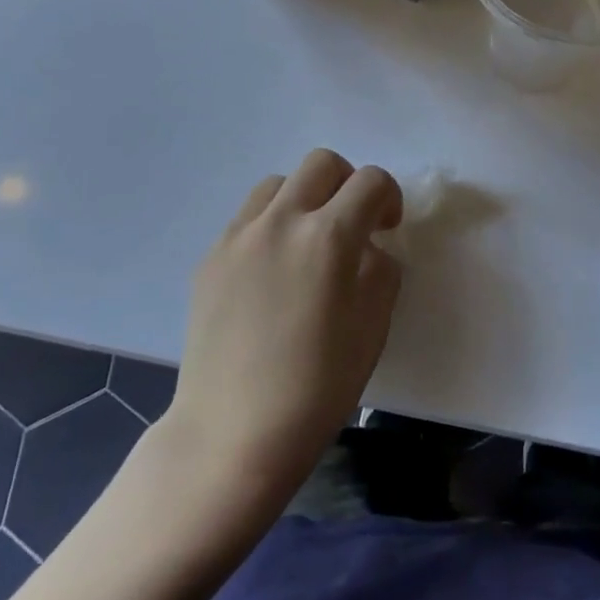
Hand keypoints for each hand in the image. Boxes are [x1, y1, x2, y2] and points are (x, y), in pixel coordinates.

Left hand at [166, 149, 402, 497]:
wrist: (231, 436)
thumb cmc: (316, 389)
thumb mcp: (373, 328)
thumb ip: (381, 270)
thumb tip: (368, 249)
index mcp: (328, 237)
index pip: (370, 181)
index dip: (388, 197)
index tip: (387, 227)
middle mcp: (281, 221)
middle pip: (322, 163)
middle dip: (347, 183)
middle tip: (351, 225)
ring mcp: (239, 235)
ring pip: (280, 183)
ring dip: (305, 199)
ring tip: (307, 243)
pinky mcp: (211, 256)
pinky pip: (248, 218)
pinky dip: (271, 225)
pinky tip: (272, 272)